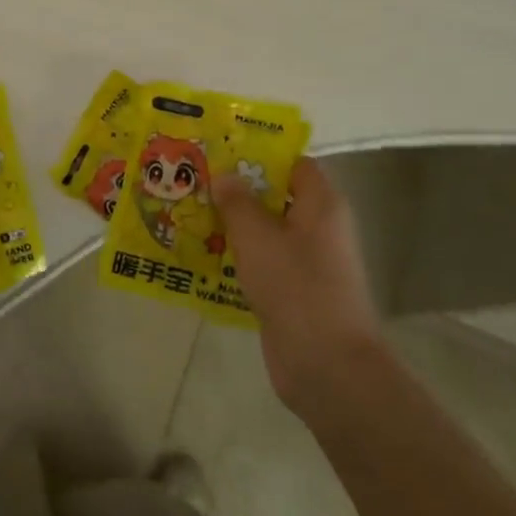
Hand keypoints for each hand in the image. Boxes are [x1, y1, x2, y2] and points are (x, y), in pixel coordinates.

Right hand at [212, 157, 384, 422]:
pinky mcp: (293, 292)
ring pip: (266, 232)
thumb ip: (237, 202)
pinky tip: (202, 255)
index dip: (260, 154)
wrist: (326, 366)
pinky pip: (262, 263)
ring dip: (233, 225)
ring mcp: (307, 263)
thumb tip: (224, 175)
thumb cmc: (296, 287)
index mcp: (321, 205)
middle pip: (276, 197)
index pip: (294, 164)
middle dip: (238, 189)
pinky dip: (237, 257)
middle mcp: (318, 228)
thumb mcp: (257, 237)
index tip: (221, 150)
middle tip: (195, 180)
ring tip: (189, 213)